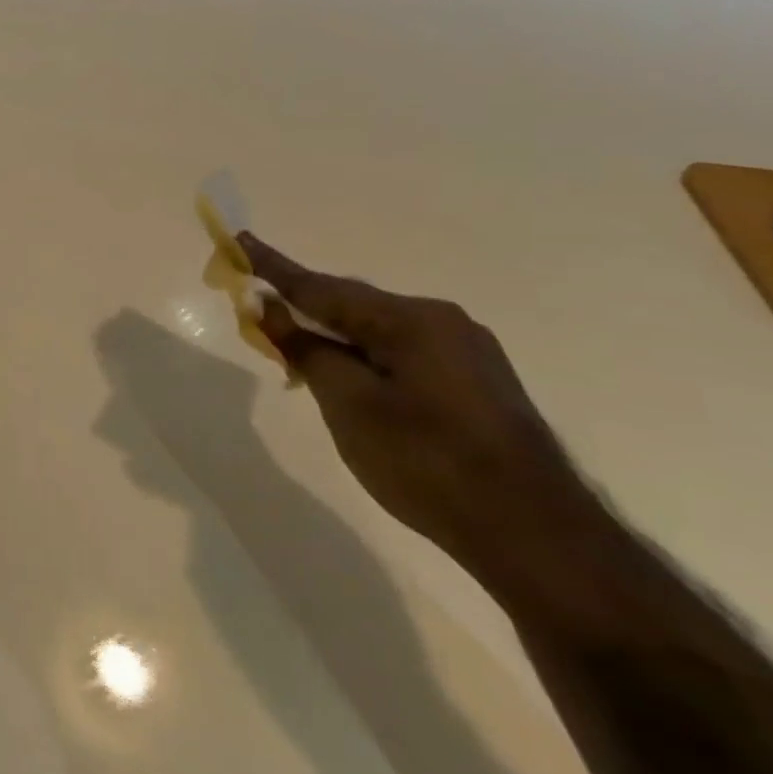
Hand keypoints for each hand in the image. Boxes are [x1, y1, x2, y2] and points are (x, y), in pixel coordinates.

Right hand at [241, 233, 587, 577]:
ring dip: (332, 335)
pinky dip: (362, 355)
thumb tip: (270, 307)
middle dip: (303, 306)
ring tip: (293, 348)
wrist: (532, 533)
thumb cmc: (423, 459)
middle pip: (352, 305)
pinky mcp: (475, 382)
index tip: (239, 240)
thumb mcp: (347, 402)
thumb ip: (304, 348)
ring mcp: (466, 352)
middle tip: (257, 308)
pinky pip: (400, 352)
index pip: (322, 288)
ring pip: (377, 331)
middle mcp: (443, 322)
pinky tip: (345, 377)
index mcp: (410, 319)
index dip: (274, 268)